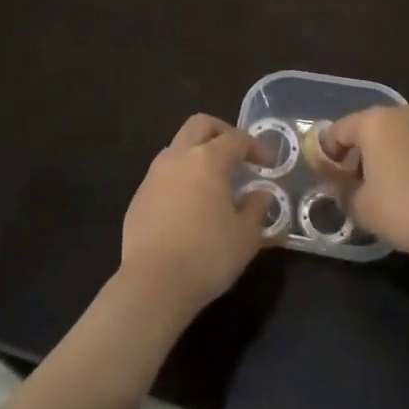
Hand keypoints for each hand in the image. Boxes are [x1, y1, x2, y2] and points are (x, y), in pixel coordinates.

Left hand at [120, 114, 274, 314]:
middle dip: (222, 132)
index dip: (256, 146)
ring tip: (214, 180)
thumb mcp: (245, 236)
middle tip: (238, 154)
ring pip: (178, 146)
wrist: (153, 284)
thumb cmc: (207, 256)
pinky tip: (190, 204)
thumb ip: (256, 208)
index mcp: (208, 160)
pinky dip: (181, 176)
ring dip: (198, 153)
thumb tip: (260, 194)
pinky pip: (164, 173)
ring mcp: (154, 174)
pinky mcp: (139, 195)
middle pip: (200, 125)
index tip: (268, 163)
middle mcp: (178, 156)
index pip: (236, 139)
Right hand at [325, 105, 408, 257]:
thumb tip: (339, 185)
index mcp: (373, 121)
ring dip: (386, 156)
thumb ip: (342, 191)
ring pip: (397, 137)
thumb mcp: (360, 207)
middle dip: (358, 154)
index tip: (327, 178)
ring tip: (385, 189)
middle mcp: (401, 114)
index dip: (328, 154)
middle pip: (369, 130)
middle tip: (354, 184)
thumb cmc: (402, 209)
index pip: (338, 131)